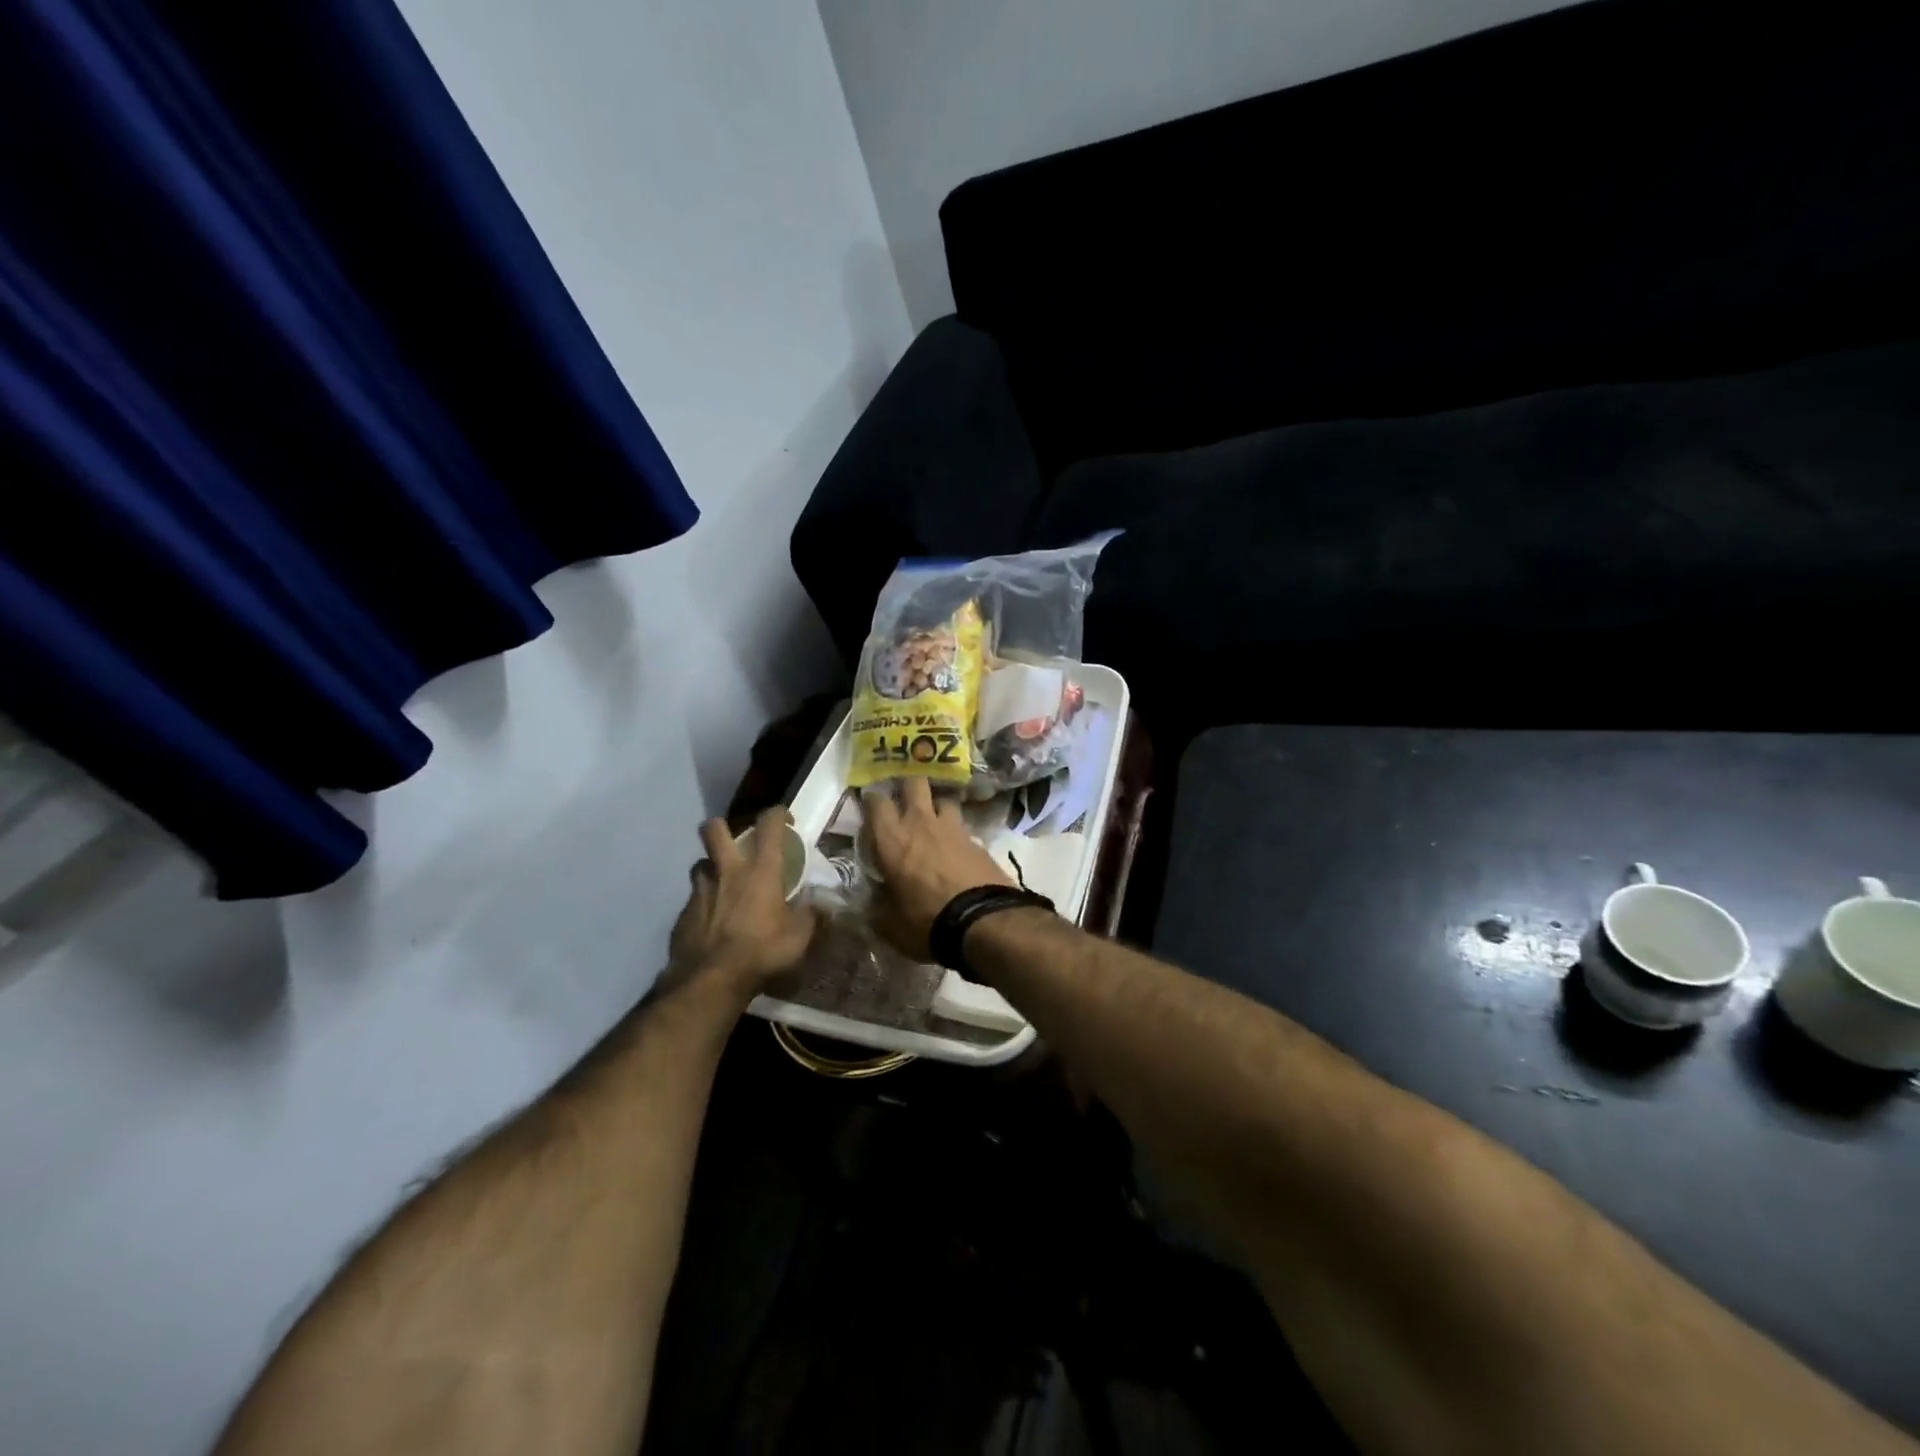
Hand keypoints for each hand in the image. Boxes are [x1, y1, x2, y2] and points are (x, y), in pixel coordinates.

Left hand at [668, 807, 817, 999]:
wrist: (710, 980)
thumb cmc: (762, 951)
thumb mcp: (799, 936)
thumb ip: (811, 915)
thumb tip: (822, 903)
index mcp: (760, 870)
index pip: (768, 824)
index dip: (777, 813)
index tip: (784, 819)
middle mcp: (727, 871)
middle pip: (713, 829)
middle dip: (722, 827)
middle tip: (735, 842)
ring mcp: (700, 890)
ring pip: (700, 863)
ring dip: (712, 868)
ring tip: (724, 884)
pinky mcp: (683, 913)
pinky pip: (694, 897)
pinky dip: (704, 903)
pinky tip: (713, 921)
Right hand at [864, 777, 1011, 958]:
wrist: (982, 920)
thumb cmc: (926, 919)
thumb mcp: (889, 923)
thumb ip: (876, 906)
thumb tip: (869, 902)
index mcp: (892, 838)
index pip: (876, 801)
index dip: (872, 799)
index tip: (870, 805)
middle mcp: (920, 822)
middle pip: (914, 782)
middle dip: (908, 787)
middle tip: (904, 801)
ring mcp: (952, 826)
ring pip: (943, 798)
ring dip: (937, 805)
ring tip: (934, 821)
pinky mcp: (977, 838)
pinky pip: (962, 824)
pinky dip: (957, 831)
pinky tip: (957, 846)